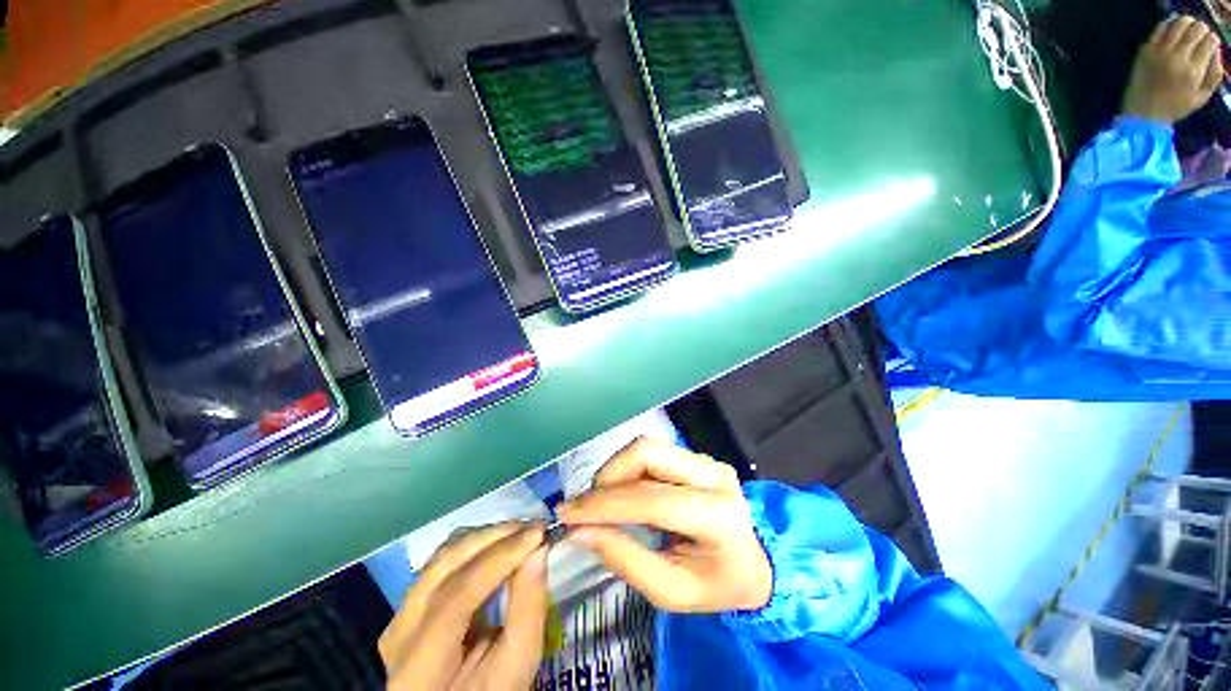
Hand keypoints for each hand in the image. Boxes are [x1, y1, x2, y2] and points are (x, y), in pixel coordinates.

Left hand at [379, 523, 547, 690]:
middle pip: (445, 565)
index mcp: (418, 666)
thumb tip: (538, 551)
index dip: (500, 557)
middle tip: (535, 527)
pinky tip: (501, 545)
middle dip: (495, 537)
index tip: (539, 533)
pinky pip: (443, 561)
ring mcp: (400, 614)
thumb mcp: (514, 669)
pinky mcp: (409, 604)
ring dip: (486, 537)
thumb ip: (527, 612)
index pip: (456, 596)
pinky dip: (476, 546)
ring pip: (443, 555)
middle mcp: (399, 631)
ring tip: (521, 533)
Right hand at [557, 437, 771, 613]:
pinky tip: (624, 492)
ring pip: (647, 446)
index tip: (567, 514)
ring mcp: (707, 460)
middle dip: (609, 476)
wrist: (754, 562)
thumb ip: (624, 559)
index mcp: (718, 516)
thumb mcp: (671, 591)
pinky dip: (628, 468)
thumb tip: (579, 531)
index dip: (605, 504)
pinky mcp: (697, 455)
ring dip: (616, 470)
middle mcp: (714, 475)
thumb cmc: (715, 585)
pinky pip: (653, 451)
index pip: (652, 499)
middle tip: (589, 507)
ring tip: (605, 501)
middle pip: (647, 452)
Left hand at [1123, 16, 1224, 123]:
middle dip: (1202, 29)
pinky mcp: (1146, 50)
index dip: (1212, 39)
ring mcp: (1160, 52)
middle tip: (1201, 34)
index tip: (1210, 42)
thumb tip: (1216, 51)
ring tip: (1189, 28)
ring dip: (1187, 22)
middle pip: (1196, 29)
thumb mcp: (1202, 97)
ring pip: (1179, 24)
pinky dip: (1170, 23)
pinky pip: (1160, 28)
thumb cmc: (1175, 107)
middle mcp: (1178, 58)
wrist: (1143, 113)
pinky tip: (1173, 28)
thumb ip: (1215, 75)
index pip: (1209, 42)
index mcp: (1193, 71)